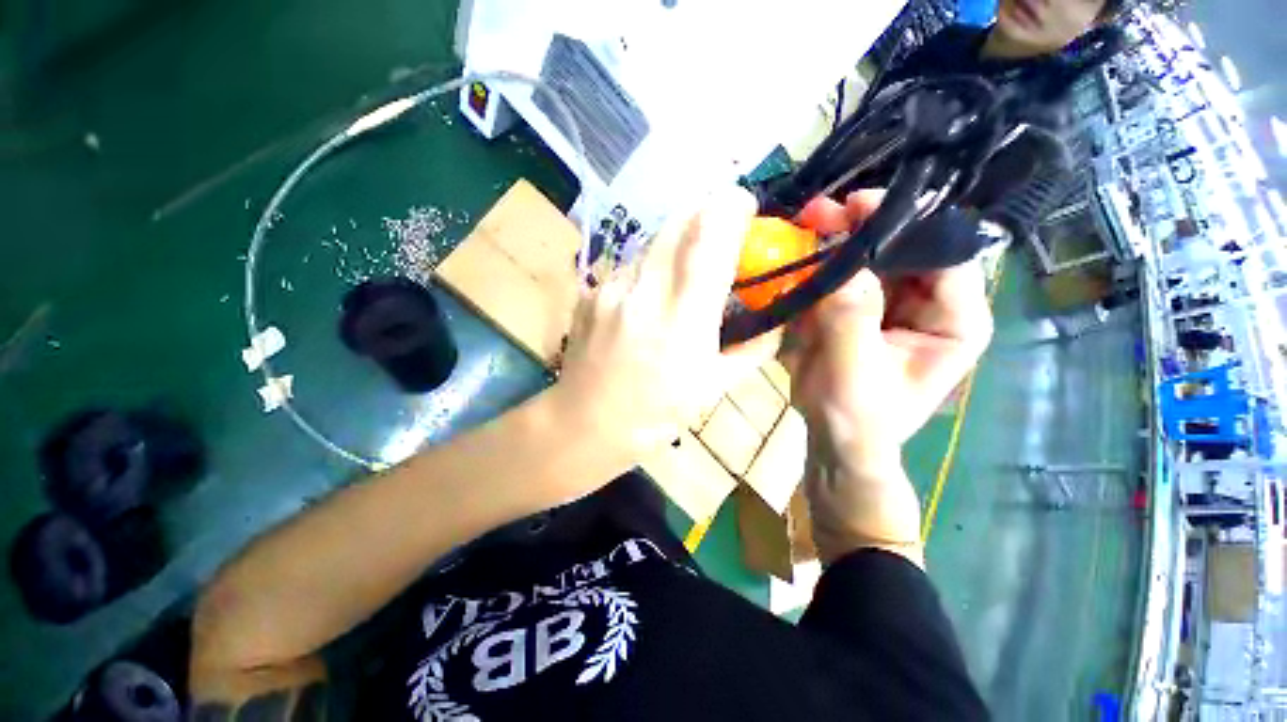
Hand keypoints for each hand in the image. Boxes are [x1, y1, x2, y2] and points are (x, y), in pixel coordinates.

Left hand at [553, 189, 781, 460]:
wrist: (585, 423)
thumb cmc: (654, 414)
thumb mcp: (712, 388)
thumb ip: (752, 349)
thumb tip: (776, 322)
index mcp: (683, 317)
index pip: (711, 235)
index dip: (733, 207)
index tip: (746, 208)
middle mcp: (644, 290)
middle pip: (679, 220)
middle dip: (706, 214)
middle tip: (719, 236)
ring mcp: (611, 287)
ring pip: (654, 241)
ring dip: (677, 245)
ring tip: (681, 279)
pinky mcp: (590, 291)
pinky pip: (630, 265)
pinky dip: (649, 270)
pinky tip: (647, 302)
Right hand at [785, 192, 993, 561]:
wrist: (834, 438)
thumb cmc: (857, 414)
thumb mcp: (855, 369)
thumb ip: (852, 317)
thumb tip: (845, 263)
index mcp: (955, 320)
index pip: (945, 254)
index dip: (904, 226)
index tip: (857, 208)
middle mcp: (930, 304)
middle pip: (905, 249)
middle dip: (862, 229)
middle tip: (820, 214)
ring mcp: (892, 305)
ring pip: (870, 259)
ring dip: (836, 243)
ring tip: (803, 227)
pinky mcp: (860, 310)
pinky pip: (844, 277)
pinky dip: (821, 266)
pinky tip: (798, 256)